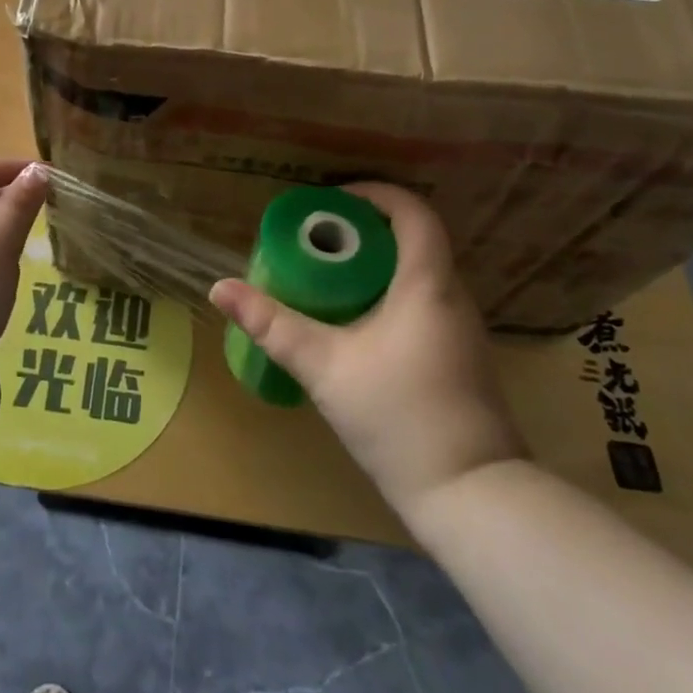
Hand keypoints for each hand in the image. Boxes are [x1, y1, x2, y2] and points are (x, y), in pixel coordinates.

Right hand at [208, 182, 526, 519]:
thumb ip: (271, 324)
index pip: (413, 212)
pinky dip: (386, 292)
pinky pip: (421, 301)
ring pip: (416, 272)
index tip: (329, 203)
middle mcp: (451, 297)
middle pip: (412, 238)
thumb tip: (219, 287)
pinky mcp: (458, 356)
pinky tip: (353, 320)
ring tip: (324, 276)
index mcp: (427, 285)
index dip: (374, 194)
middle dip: (362, 230)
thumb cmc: (399, 417)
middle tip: (314, 241)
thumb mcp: (323, 366)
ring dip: (373, 263)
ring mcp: (461, 329)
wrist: (472, 497)